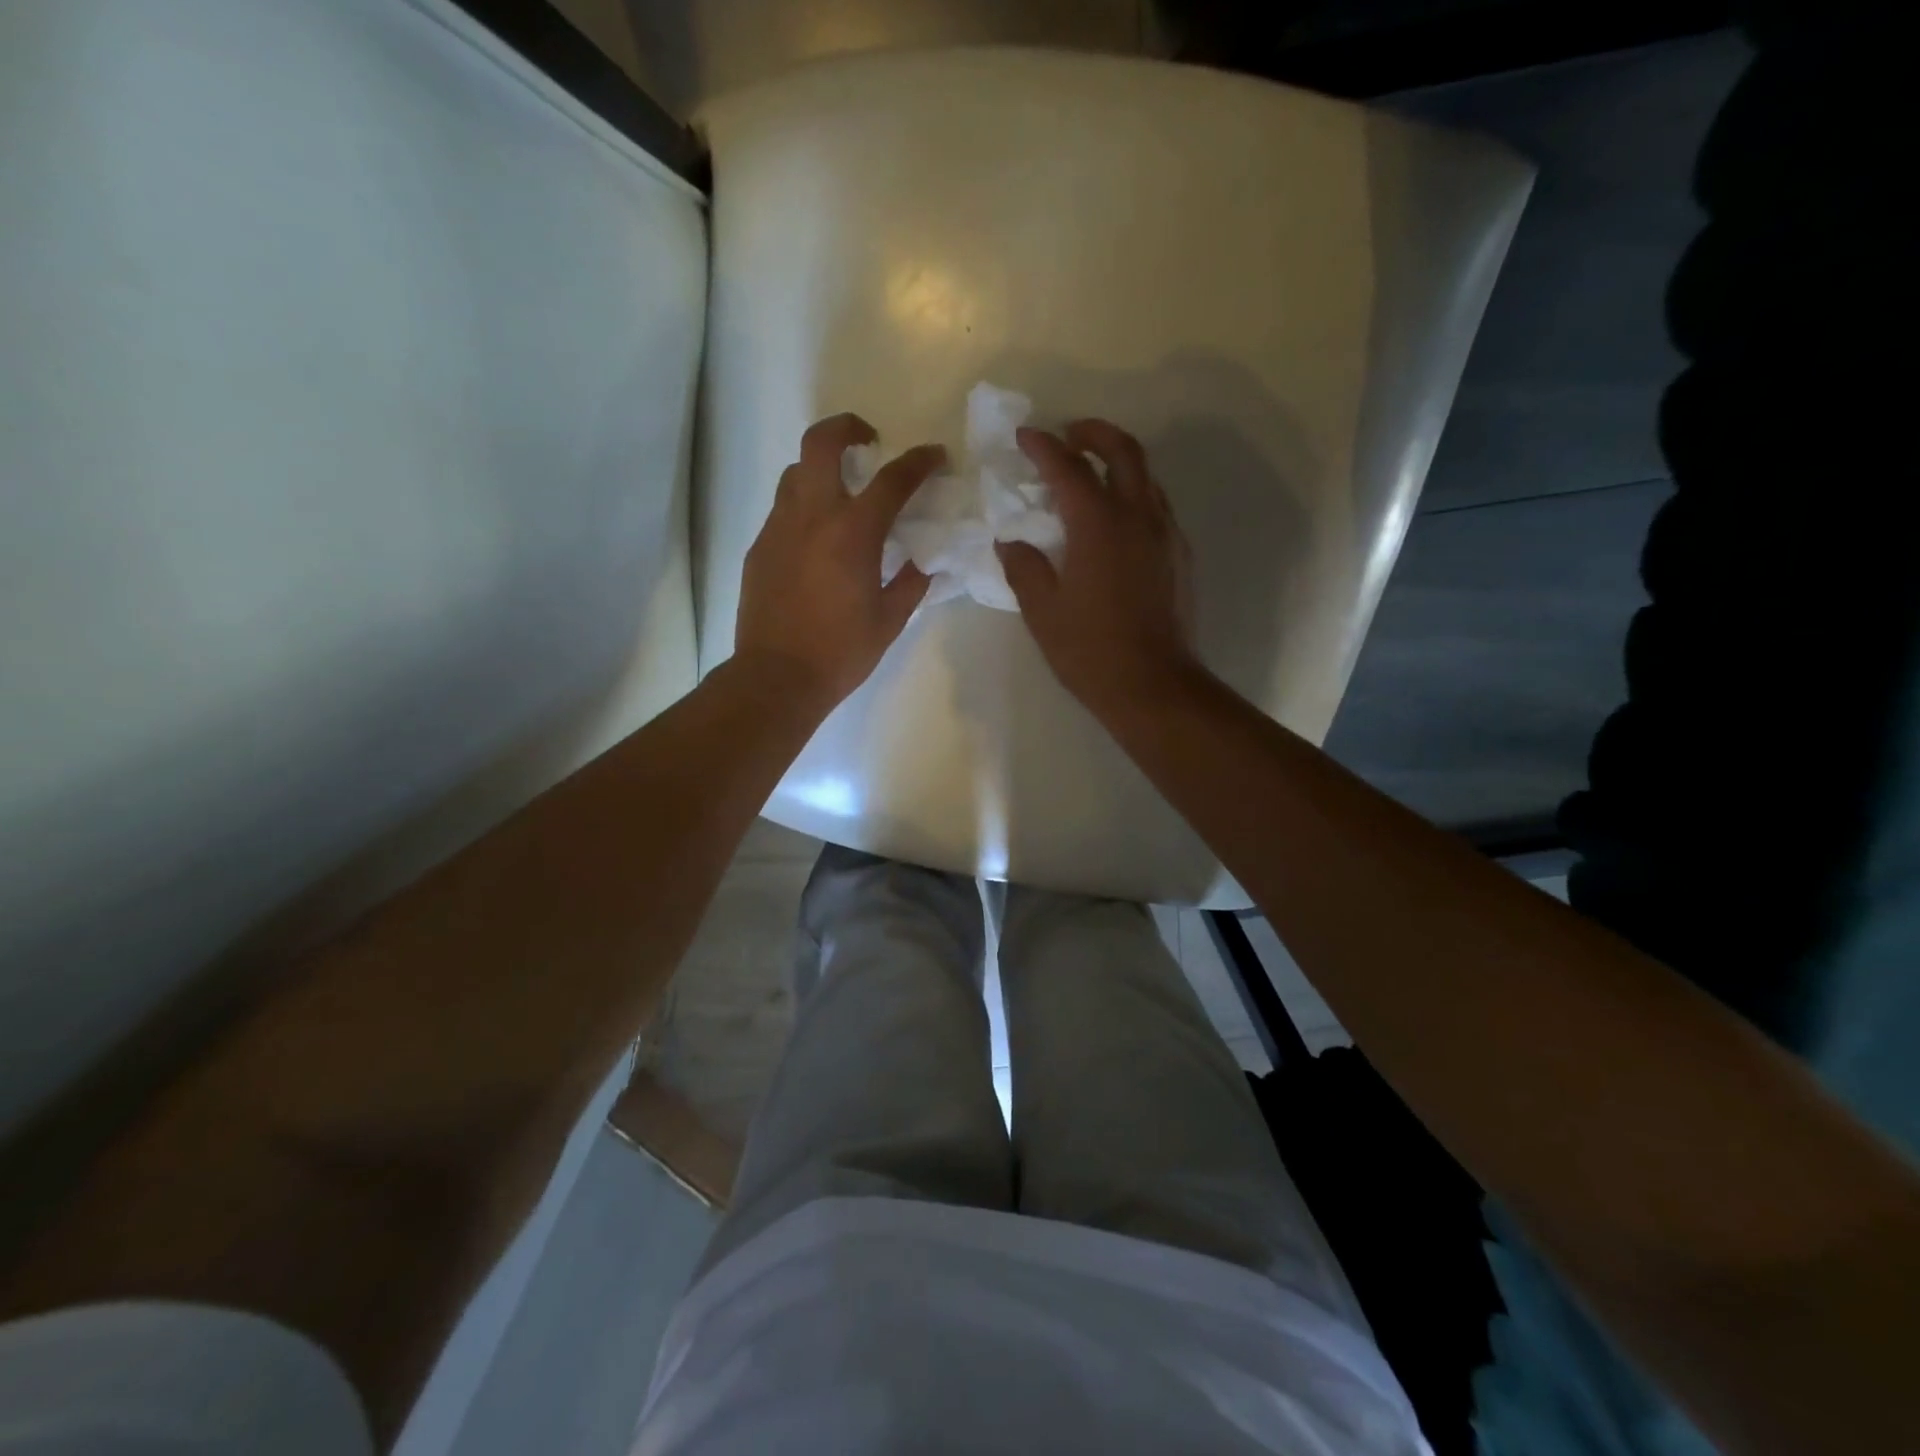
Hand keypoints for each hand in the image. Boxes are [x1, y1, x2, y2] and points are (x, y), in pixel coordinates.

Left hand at [734, 413, 941, 709]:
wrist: (777, 677)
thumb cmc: (841, 652)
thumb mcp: (890, 620)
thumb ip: (911, 583)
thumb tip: (924, 562)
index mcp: (853, 533)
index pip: (892, 479)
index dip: (919, 461)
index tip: (934, 456)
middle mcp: (812, 516)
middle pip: (821, 443)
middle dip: (847, 428)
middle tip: (869, 442)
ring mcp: (778, 528)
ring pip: (796, 473)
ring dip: (821, 470)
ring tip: (841, 495)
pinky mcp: (759, 547)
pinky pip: (783, 510)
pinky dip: (804, 508)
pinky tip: (816, 541)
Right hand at [996, 420, 1197, 718]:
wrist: (1153, 685)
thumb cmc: (1090, 650)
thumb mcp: (1042, 610)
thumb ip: (1024, 567)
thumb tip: (1011, 542)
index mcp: (1099, 524)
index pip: (1069, 468)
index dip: (1044, 447)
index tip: (1024, 436)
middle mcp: (1138, 516)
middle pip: (1123, 451)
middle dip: (1093, 433)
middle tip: (1069, 434)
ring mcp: (1166, 535)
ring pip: (1147, 477)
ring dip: (1118, 461)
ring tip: (1091, 473)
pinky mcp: (1180, 556)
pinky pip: (1157, 507)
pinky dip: (1134, 494)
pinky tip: (1116, 520)